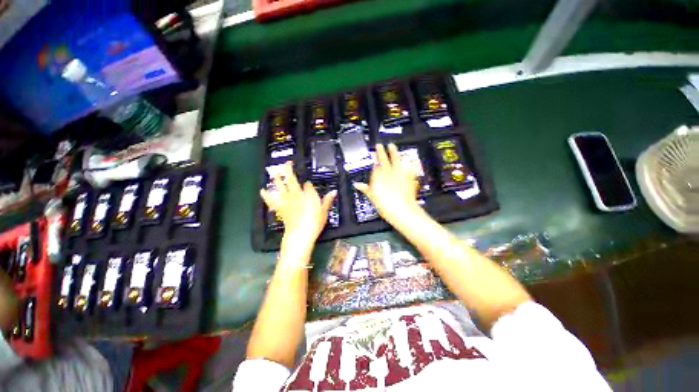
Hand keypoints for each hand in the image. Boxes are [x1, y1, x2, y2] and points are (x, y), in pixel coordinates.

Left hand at [260, 162, 336, 252]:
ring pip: (279, 186)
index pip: (308, 184)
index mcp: (309, 193)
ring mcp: (286, 200)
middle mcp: (296, 193)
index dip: (308, 184)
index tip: (309, 185)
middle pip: (291, 178)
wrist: (300, 233)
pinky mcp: (280, 207)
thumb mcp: (324, 211)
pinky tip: (262, 190)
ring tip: (274, 172)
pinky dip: (266, 195)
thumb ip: (328, 200)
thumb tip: (334, 191)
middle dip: (289, 169)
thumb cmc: (315, 222)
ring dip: (276, 178)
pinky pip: (271, 200)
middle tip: (288, 163)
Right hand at [354, 144, 421, 225]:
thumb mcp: (372, 197)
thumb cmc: (385, 205)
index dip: (374, 162)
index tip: (374, 159)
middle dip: (380, 152)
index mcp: (378, 177)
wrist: (401, 210)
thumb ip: (365, 189)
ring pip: (395, 160)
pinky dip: (409, 163)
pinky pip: (409, 167)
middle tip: (379, 145)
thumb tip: (357, 185)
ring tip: (392, 145)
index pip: (375, 166)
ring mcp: (399, 174)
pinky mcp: (409, 176)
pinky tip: (409, 159)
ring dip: (394, 152)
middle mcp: (388, 173)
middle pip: (383, 160)